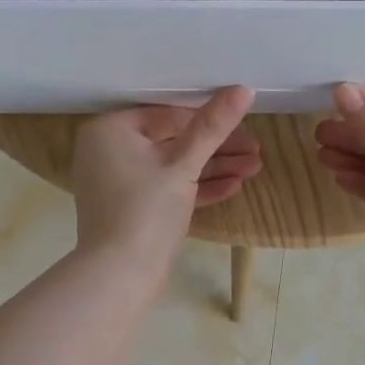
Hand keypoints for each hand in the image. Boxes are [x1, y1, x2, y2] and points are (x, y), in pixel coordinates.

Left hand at [71, 86, 261, 270]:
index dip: (208, 118)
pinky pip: (166, 190)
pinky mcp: (131, 209)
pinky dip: (195, 189)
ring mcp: (119, 183)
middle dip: (216, 148)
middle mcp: (108, 151)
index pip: (166, 114)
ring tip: (255, 168)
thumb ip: (212, 127)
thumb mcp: (183, 165)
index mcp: (110, 130)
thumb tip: (242, 89)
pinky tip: (233, 187)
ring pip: (173, 167)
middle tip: (255, 150)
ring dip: (213, 168)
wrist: (119, 275)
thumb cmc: (146, 210)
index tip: (243, 123)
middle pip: (172, 140)